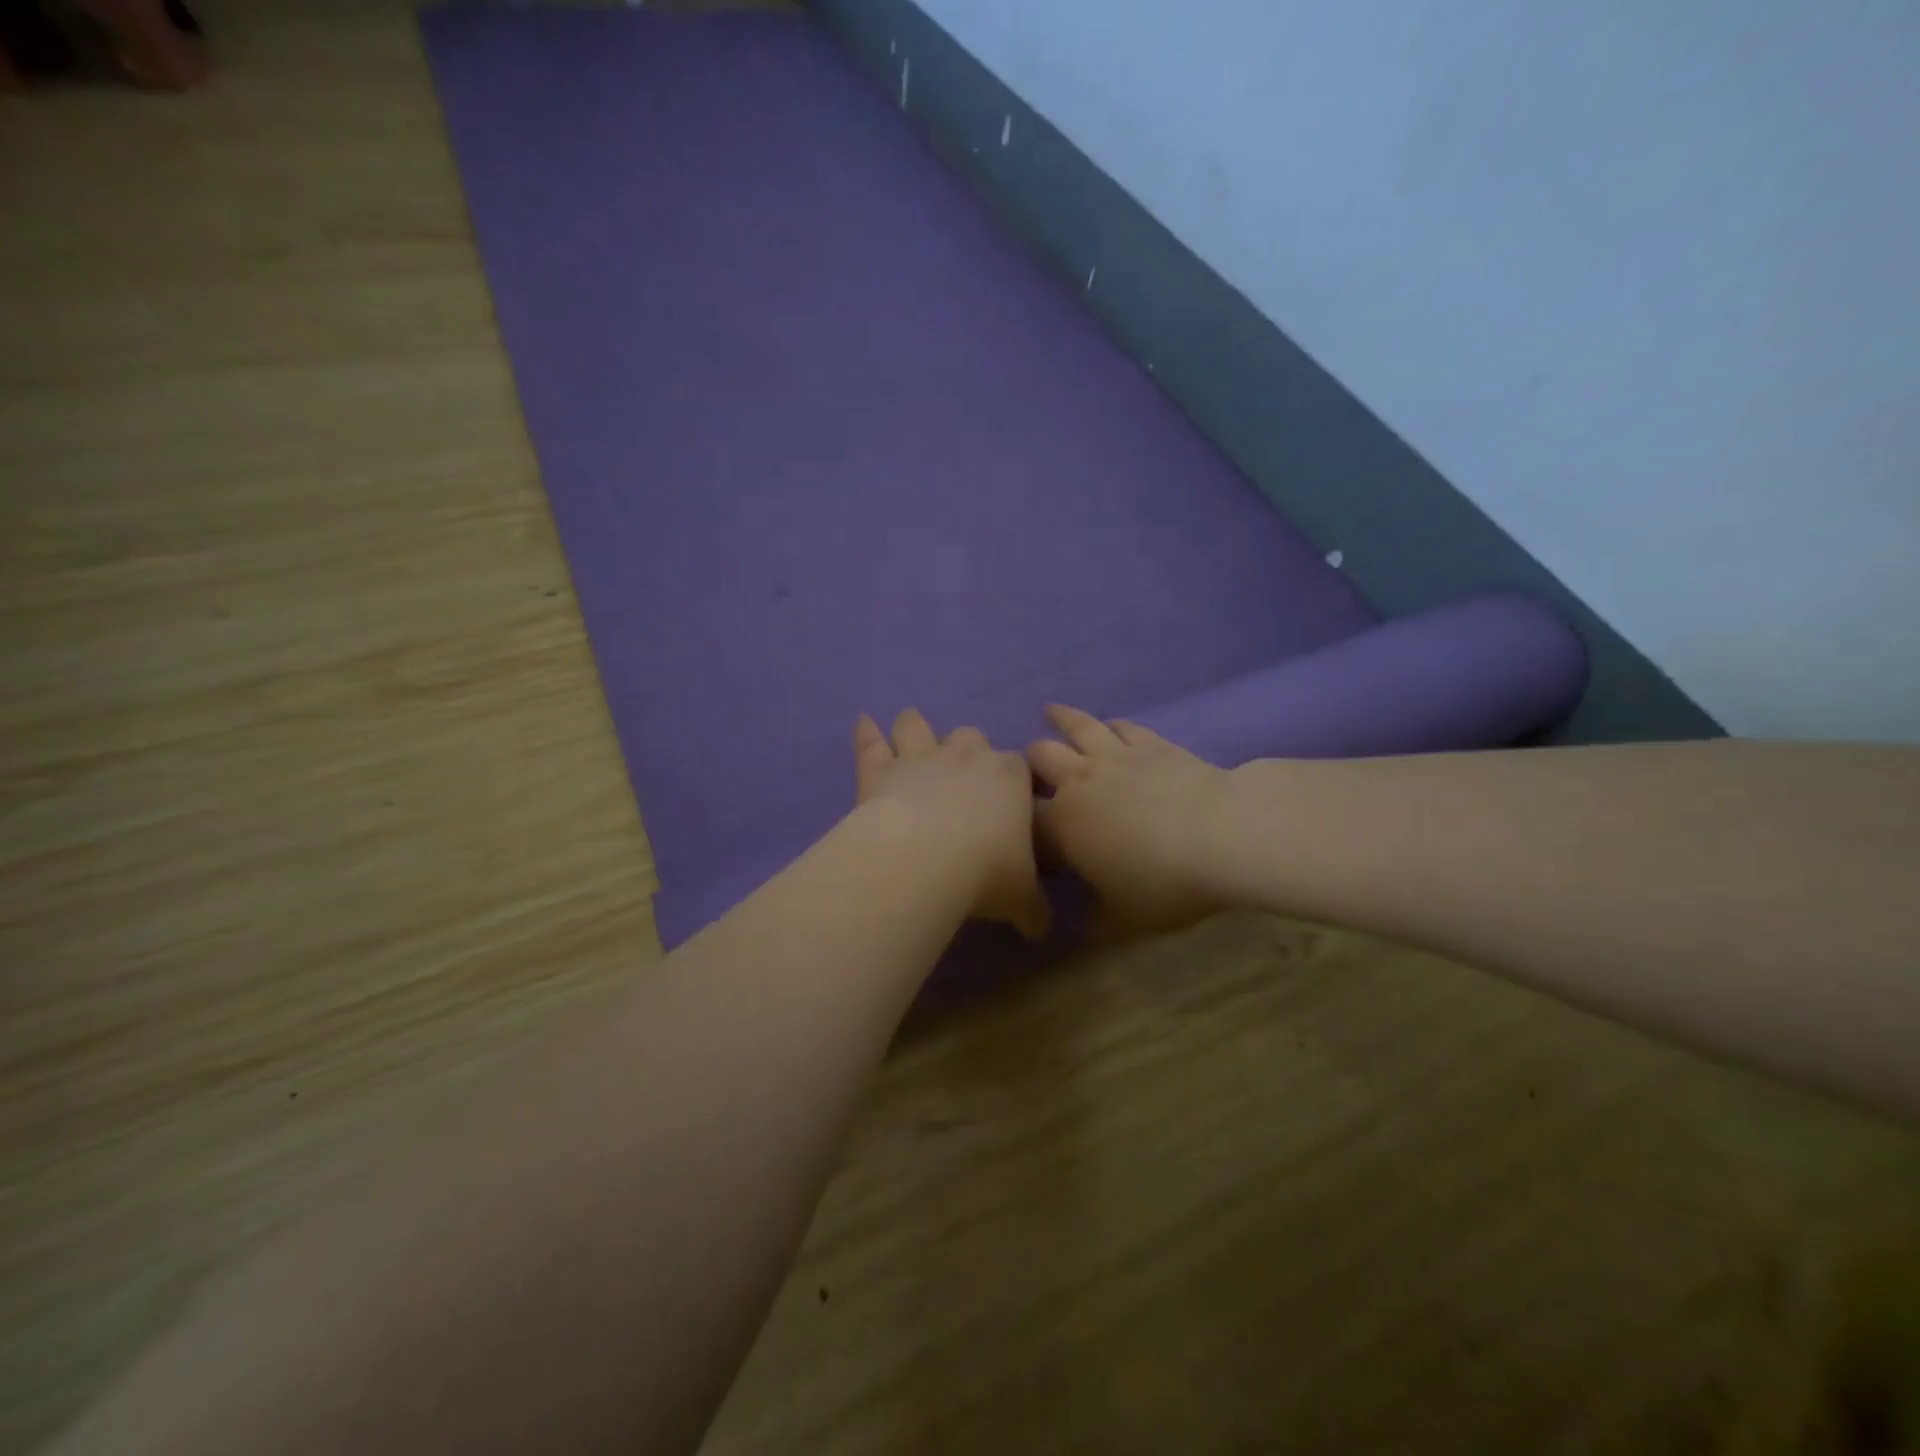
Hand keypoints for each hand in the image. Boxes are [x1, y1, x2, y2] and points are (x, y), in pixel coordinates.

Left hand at [854, 709, 1051, 940]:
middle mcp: (968, 755)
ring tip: (910, 727)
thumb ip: (1033, 909)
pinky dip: (866, 732)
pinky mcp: (881, 770)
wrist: (924, 860)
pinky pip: (871, 743)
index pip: (1020, 769)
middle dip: (968, 751)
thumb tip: (1039, 927)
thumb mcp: (1022, 899)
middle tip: (963, 776)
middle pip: (971, 738)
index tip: (1012, 805)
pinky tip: (862, 721)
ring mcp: (921, 757)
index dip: (1016, 784)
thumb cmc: (986, 872)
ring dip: (915, 727)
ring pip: (918, 726)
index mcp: (1011, 776)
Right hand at [1027, 705, 1232, 939]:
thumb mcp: (1125, 920)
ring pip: (1077, 726)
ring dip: (1061, 719)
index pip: (1026, 817)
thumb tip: (1084, 926)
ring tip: (1051, 711)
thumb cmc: (1164, 881)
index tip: (1029, 832)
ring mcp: (1114, 756)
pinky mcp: (1151, 743)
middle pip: (1039, 757)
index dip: (1021, 822)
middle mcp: (1079, 781)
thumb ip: (1097, 921)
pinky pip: (1121, 726)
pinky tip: (1109, 725)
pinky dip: (1109, 726)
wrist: (1220, 834)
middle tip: (1034, 770)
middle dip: (1030, 762)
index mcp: (1062, 824)